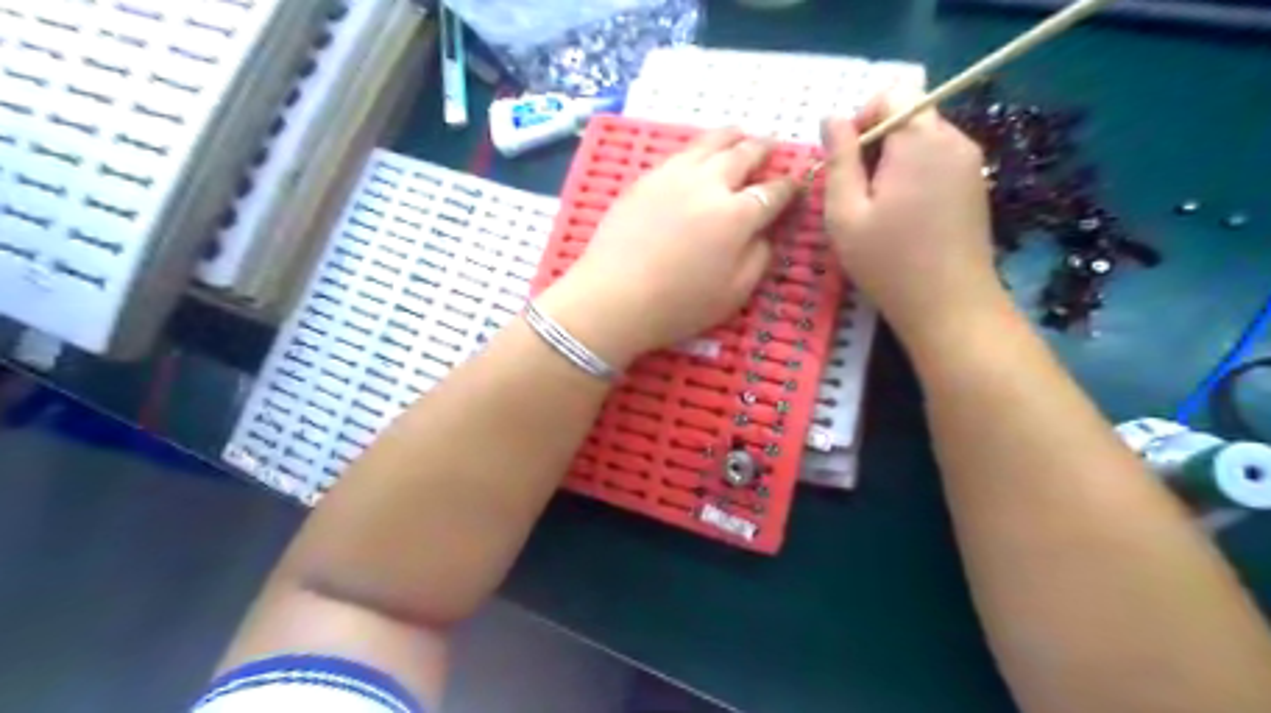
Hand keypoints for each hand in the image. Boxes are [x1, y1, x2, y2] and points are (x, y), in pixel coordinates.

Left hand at [540, 126, 797, 367]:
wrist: (613, 297)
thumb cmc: (678, 305)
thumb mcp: (734, 294)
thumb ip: (758, 258)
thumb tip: (765, 233)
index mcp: (738, 215)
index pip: (774, 192)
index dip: (789, 187)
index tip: (796, 184)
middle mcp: (710, 184)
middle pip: (744, 155)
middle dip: (763, 150)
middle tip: (771, 147)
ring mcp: (675, 175)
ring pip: (711, 143)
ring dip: (732, 137)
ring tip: (740, 134)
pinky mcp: (646, 178)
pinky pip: (680, 153)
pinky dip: (699, 148)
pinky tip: (698, 154)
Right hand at [826, 83, 1013, 344]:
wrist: (950, 306)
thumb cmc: (888, 262)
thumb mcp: (845, 213)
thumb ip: (838, 160)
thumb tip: (831, 118)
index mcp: (920, 141)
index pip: (893, 93)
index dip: (862, 117)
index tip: (845, 161)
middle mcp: (953, 140)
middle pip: (910, 115)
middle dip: (876, 142)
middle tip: (856, 191)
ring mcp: (970, 162)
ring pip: (924, 139)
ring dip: (894, 160)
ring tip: (877, 207)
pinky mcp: (976, 184)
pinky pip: (938, 160)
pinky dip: (915, 174)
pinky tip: (904, 215)